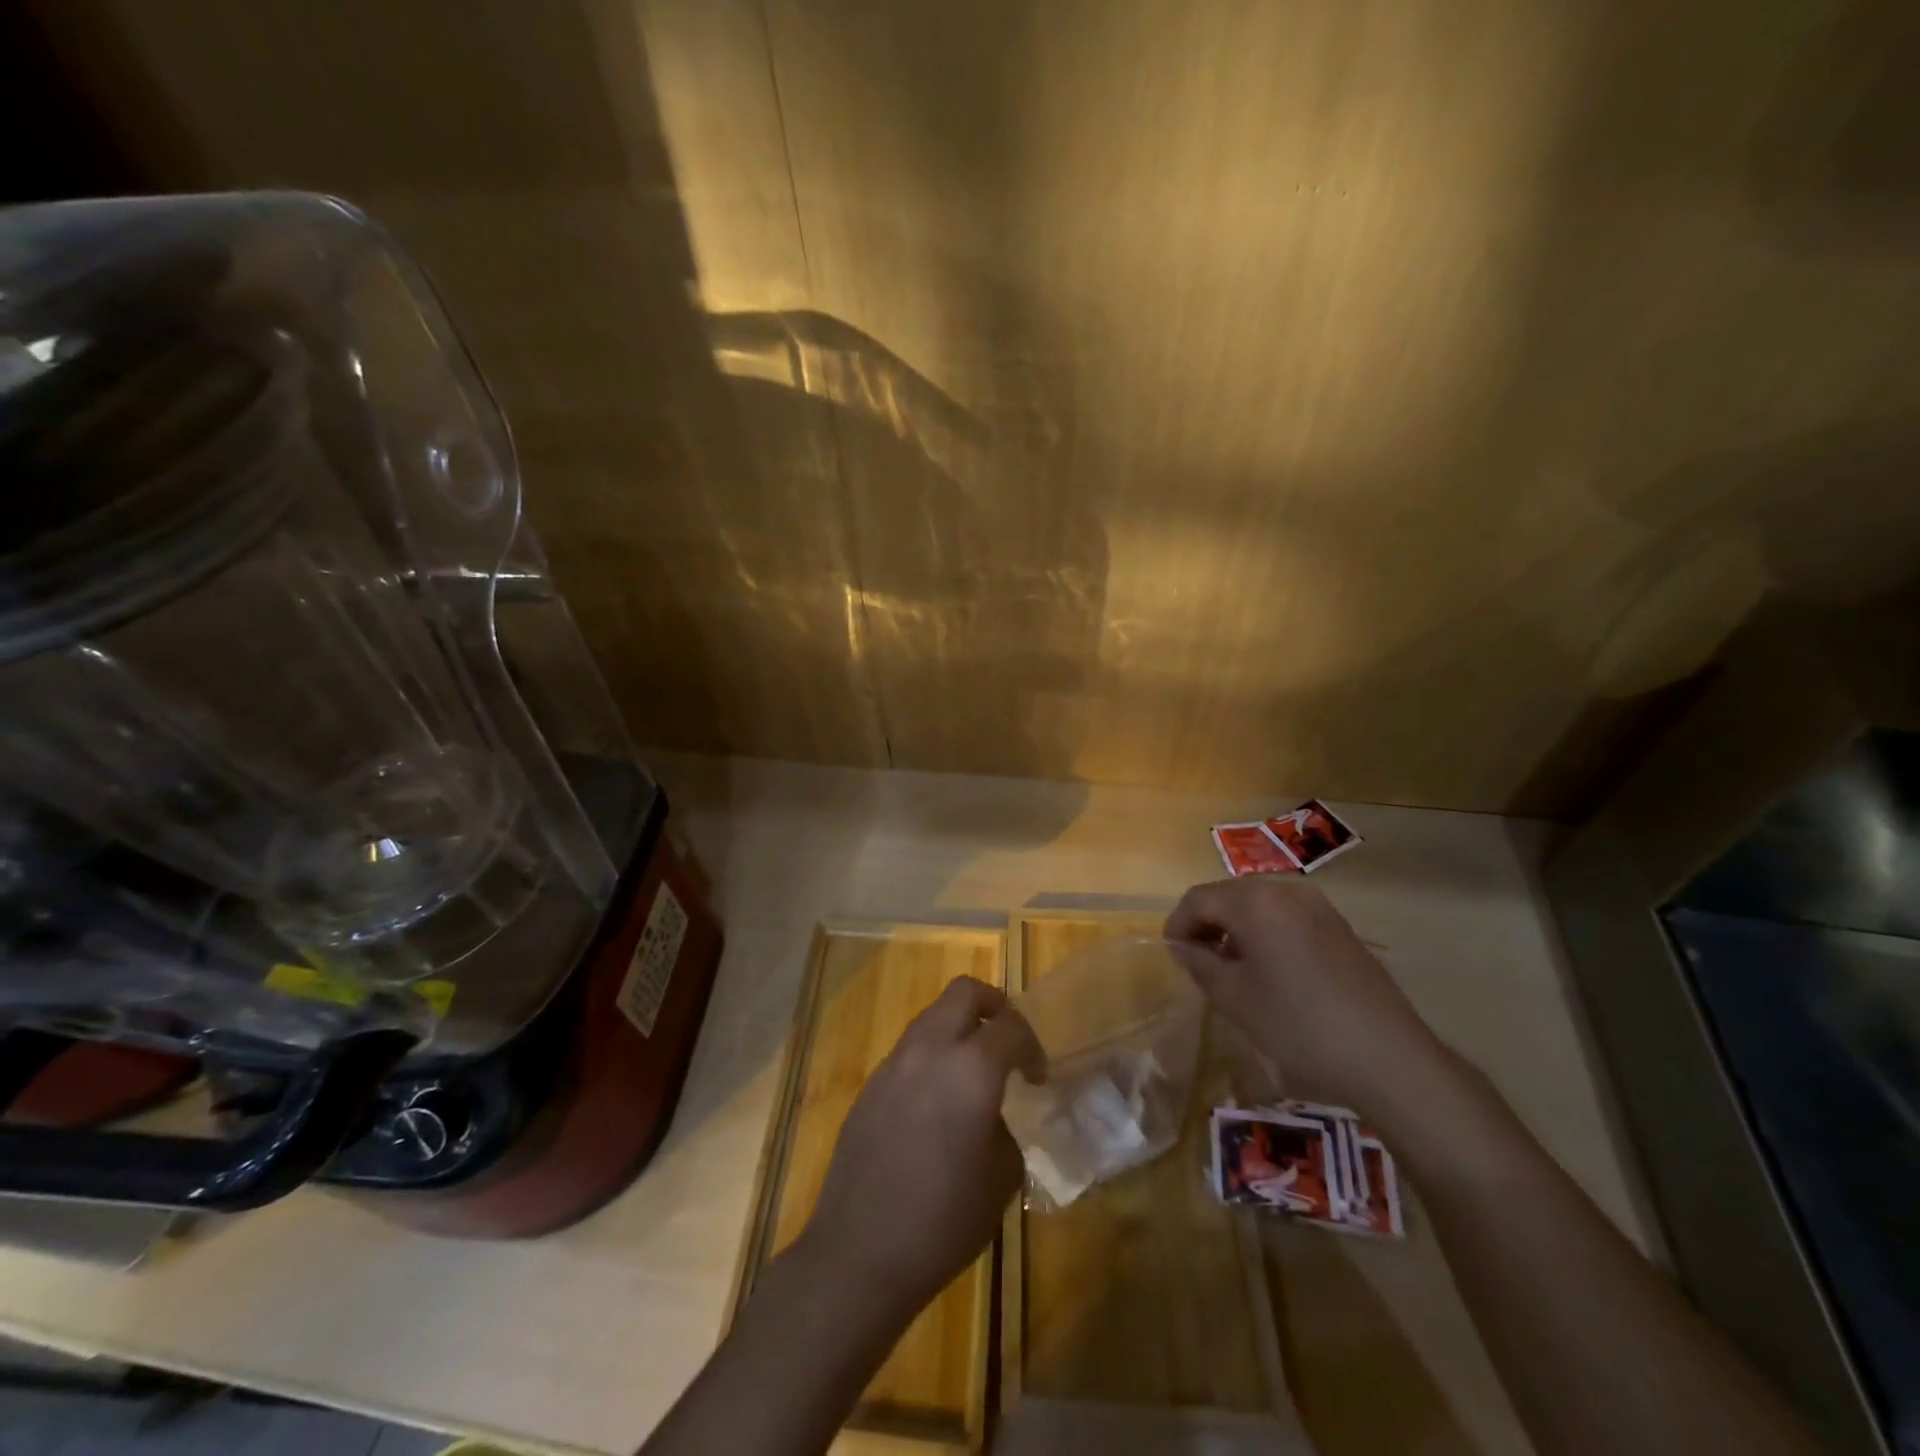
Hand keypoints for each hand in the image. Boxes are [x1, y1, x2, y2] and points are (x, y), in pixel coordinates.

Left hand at [799, 977, 1044, 1321]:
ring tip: (972, 1074)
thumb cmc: (944, 1221)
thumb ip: (1006, 1129)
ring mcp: (893, 1063)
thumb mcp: (1001, 1178)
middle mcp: (929, 1050)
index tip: (1036, 1078)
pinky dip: (932, 1057)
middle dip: (994, 1006)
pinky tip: (936, 1104)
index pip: (1011, 1025)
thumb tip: (994, 1116)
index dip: (1032, 1044)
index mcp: (970, 1068)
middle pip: (964, 992)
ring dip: (959, 1030)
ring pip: (933, 1016)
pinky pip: (910, 1050)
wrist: (859, 1253)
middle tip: (1007, 1042)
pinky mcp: (870, 1085)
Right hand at [1164, 877, 1443, 1113]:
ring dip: (1236, 928)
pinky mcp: (1340, 927)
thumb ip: (1201, 964)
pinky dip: (1266, 933)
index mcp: (1255, 902)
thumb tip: (1184, 947)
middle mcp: (1286, 891)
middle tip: (1197, 961)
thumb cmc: (1298, 1025)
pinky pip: (1287, 917)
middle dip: (1207, 923)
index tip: (1172, 955)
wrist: (1388, 1057)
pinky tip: (1270, 971)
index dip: (1178, 924)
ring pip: (1259, 905)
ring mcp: (1318, 906)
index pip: (1199, 899)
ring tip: (1231, 969)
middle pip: (1229, 895)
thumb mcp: (1235, 998)